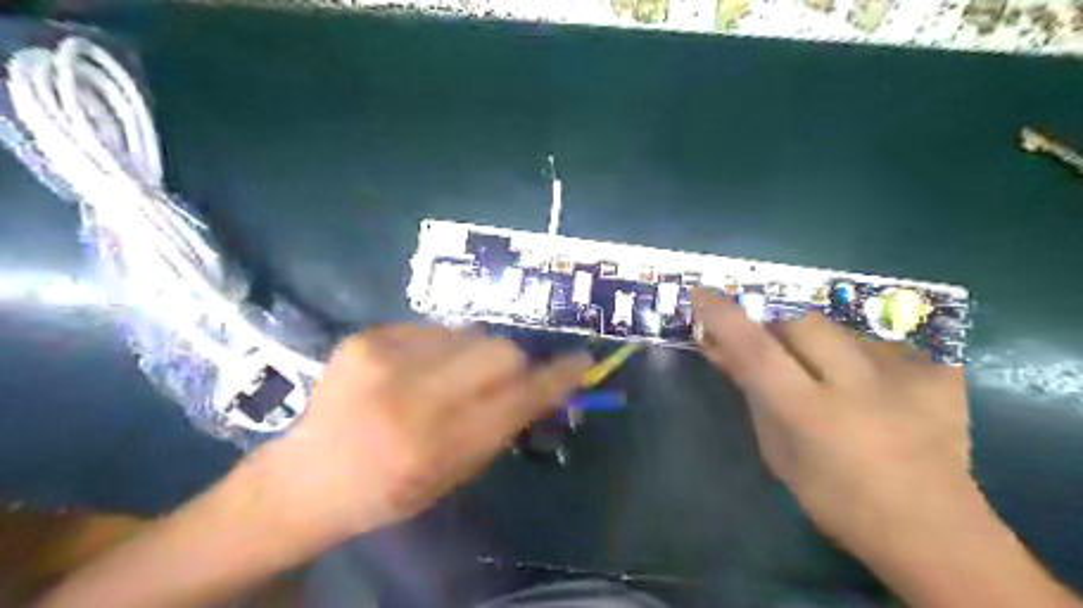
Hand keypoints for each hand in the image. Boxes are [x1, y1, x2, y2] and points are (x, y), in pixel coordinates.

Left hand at [248, 326, 591, 542]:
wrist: (307, 477)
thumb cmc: (388, 490)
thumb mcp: (454, 475)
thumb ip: (502, 427)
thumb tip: (540, 385)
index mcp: (435, 446)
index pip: (518, 399)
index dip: (556, 378)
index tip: (580, 362)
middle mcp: (410, 397)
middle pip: (500, 350)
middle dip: (513, 363)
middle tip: (502, 379)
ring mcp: (383, 358)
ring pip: (469, 333)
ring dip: (473, 355)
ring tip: (446, 378)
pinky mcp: (366, 337)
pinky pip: (433, 330)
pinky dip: (438, 349)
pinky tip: (413, 371)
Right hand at [689, 286, 977, 558]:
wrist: (935, 532)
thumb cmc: (836, 501)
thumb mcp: (778, 454)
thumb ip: (752, 396)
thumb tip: (722, 351)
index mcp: (812, 414)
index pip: (757, 350)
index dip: (723, 317)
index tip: (701, 293)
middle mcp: (859, 385)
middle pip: (801, 321)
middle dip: (775, 325)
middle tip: (772, 347)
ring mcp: (906, 375)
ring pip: (841, 328)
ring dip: (819, 342)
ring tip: (827, 375)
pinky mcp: (940, 374)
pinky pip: (882, 343)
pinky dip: (862, 355)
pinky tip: (871, 384)